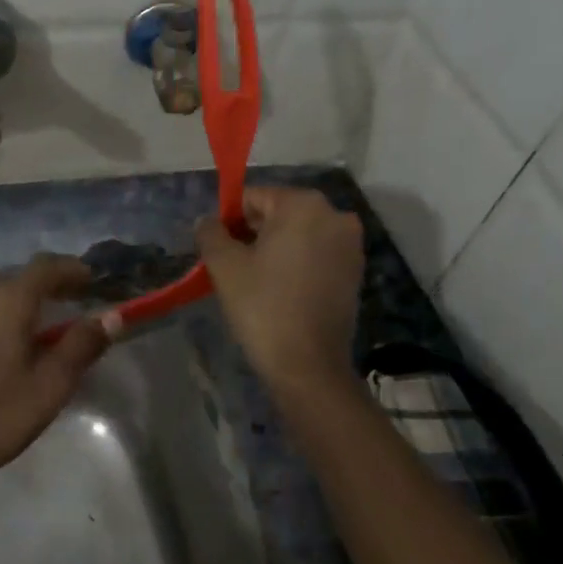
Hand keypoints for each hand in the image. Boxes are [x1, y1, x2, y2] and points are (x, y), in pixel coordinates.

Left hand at [0, 254, 110, 499]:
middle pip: (16, 279)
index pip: (47, 267)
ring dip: (7, 303)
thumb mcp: (50, 387)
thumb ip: (82, 345)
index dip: (72, 270)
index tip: (89, 282)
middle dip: (42, 291)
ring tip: (19, 331)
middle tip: (60, 313)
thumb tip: (112, 316)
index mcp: (8, 300)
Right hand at [197, 187, 363, 393]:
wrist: (308, 365)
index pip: (254, 197)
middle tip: (234, 267)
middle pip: (279, 213)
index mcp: (303, 204)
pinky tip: (279, 291)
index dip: (230, 220)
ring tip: (255, 282)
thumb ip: (211, 233)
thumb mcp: (224, 266)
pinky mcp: (355, 272)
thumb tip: (207, 221)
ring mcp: (350, 244)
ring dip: (274, 249)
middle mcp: (334, 215)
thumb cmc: (263, 307)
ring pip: (299, 235)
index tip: (218, 250)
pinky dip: (296, 264)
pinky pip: (316, 255)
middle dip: (253, 233)